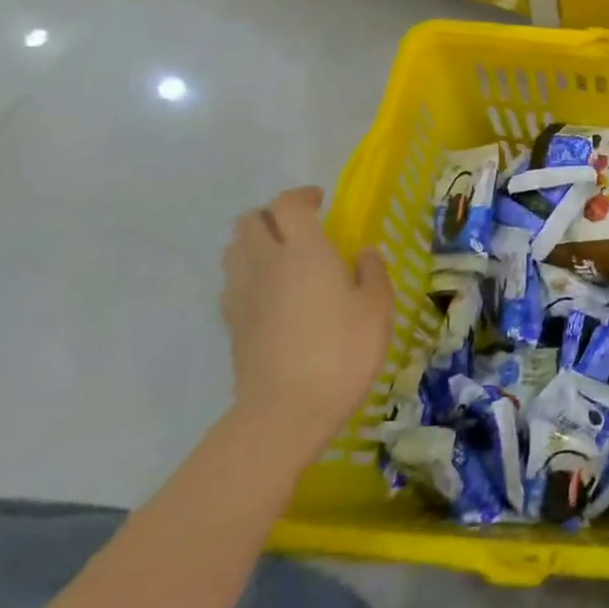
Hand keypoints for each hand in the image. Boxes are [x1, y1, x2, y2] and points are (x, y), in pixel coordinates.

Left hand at [219, 186, 394, 456]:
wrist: (286, 411)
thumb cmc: (342, 352)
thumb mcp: (377, 309)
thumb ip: (372, 273)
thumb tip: (364, 253)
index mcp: (304, 252)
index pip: (289, 204)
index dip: (303, 196)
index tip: (322, 202)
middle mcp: (265, 264)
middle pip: (250, 221)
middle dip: (272, 216)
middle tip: (301, 229)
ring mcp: (242, 294)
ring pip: (234, 249)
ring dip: (255, 243)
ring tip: (284, 259)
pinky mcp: (231, 323)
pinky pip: (232, 282)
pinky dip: (248, 275)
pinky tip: (272, 295)